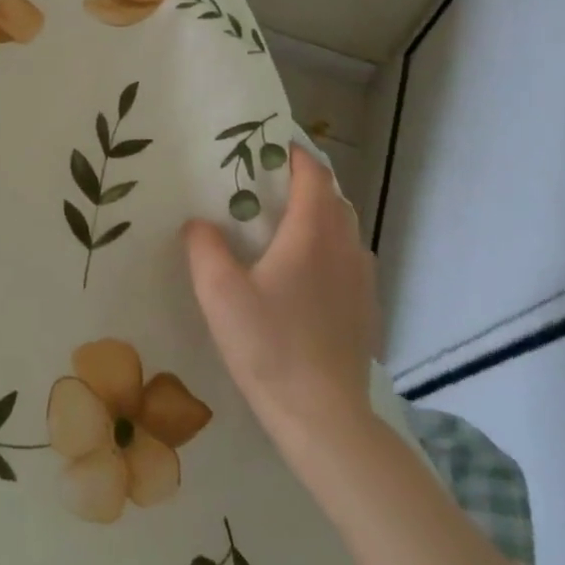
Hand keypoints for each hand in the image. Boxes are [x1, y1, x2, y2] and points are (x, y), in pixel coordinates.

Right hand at [183, 147, 381, 458]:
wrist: (324, 416)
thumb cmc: (269, 346)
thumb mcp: (219, 293)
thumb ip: (204, 247)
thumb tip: (199, 223)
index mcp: (313, 234)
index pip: (314, 174)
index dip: (294, 155)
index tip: (267, 148)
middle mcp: (345, 247)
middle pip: (333, 197)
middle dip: (303, 183)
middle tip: (263, 187)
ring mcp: (361, 279)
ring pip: (343, 229)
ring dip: (317, 216)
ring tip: (279, 228)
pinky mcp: (365, 308)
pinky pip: (347, 259)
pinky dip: (326, 248)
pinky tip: (299, 276)